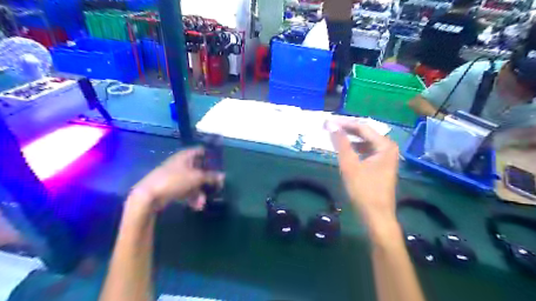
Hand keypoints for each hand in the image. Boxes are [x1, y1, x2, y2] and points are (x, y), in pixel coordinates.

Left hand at [131, 148, 224, 211]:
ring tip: (202, 203)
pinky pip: (186, 190)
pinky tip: (196, 206)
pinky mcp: (172, 187)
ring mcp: (176, 176)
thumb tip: (223, 176)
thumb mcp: (196, 177)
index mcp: (186, 156)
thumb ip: (211, 176)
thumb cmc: (174, 180)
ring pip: (193, 182)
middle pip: (199, 169)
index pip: (201, 151)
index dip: (211, 156)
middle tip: (216, 187)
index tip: (220, 165)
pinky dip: (192, 197)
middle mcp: (181, 164)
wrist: (149, 195)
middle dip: (207, 180)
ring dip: (200, 192)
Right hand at [325, 119, 398, 234]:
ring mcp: (385, 156)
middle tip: (328, 127)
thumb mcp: (350, 165)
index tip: (327, 121)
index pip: (361, 127)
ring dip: (349, 139)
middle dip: (346, 129)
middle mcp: (388, 147)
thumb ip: (341, 143)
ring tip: (334, 136)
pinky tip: (344, 150)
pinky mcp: (380, 165)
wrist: (376, 216)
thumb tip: (331, 125)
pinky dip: (354, 148)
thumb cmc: (364, 190)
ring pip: (364, 142)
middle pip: (364, 133)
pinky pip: (366, 150)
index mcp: (385, 145)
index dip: (343, 123)